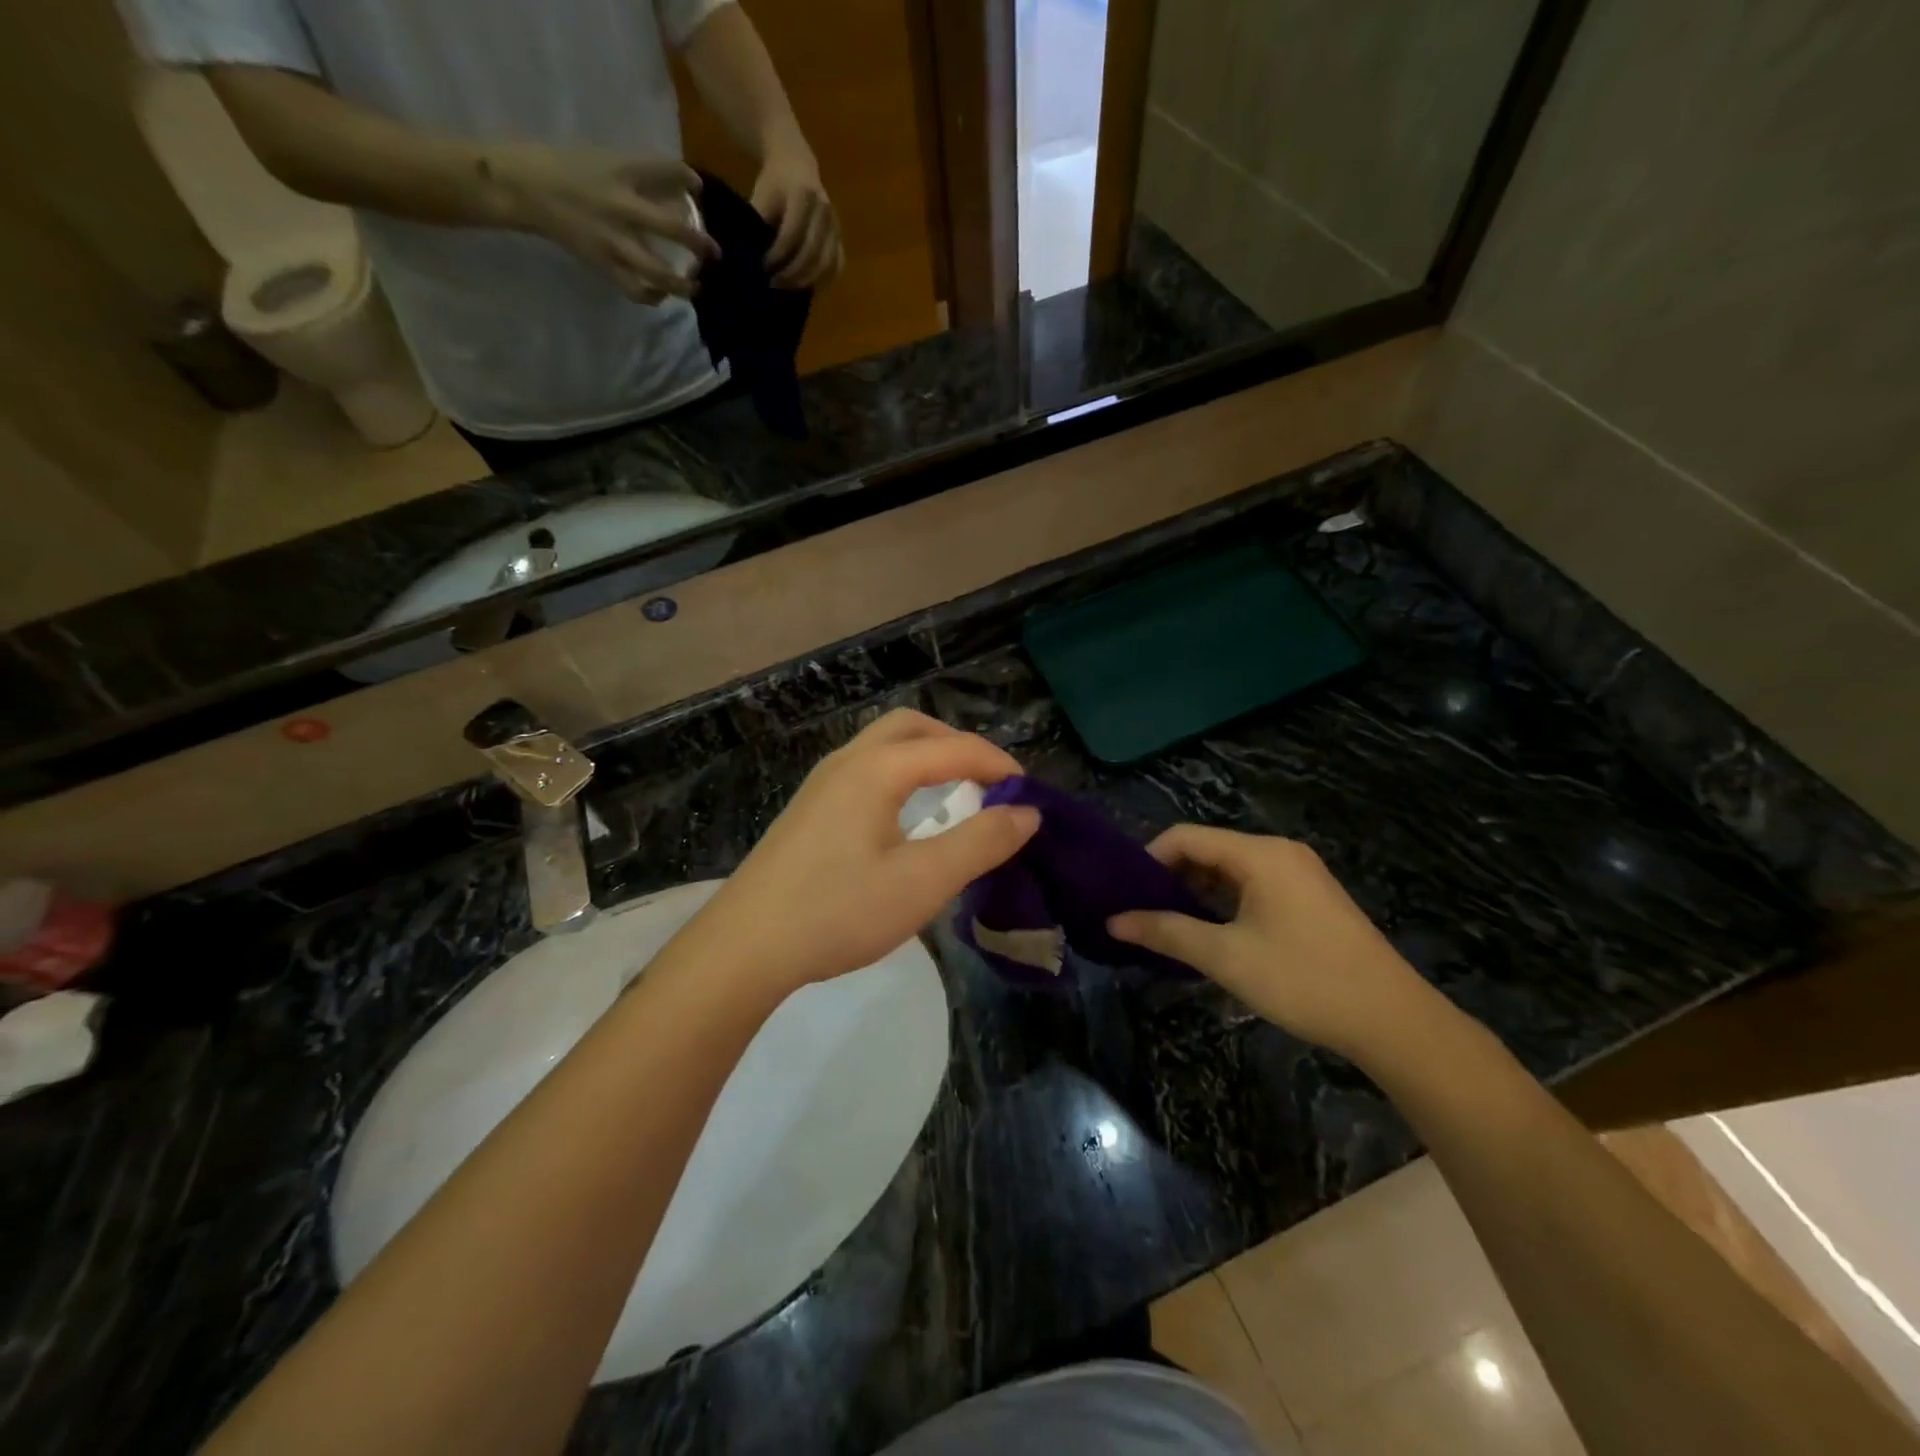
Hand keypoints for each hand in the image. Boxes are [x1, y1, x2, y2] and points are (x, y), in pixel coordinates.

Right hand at [486, 144, 717, 304]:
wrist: (524, 189)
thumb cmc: (567, 168)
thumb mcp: (606, 159)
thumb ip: (643, 174)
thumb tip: (685, 189)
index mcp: (621, 173)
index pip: (666, 171)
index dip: (689, 180)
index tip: (698, 189)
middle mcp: (622, 209)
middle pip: (673, 231)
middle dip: (700, 245)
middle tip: (714, 253)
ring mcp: (614, 242)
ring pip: (659, 272)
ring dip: (683, 284)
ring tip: (695, 286)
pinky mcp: (604, 265)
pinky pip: (636, 291)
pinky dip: (653, 297)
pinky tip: (662, 294)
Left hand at [684, 710, 1039, 1000]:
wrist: (745, 947)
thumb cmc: (838, 911)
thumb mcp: (922, 882)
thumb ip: (980, 843)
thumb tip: (1027, 813)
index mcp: (876, 769)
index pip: (953, 748)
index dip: (998, 765)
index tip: (1029, 796)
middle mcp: (847, 762)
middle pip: (912, 728)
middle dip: (958, 745)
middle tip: (988, 783)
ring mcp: (821, 784)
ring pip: (883, 747)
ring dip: (927, 758)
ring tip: (954, 797)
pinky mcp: (809, 810)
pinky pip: (866, 771)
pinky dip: (901, 776)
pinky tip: (906, 820)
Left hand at [750, 138, 842, 287]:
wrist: (796, 164)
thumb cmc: (774, 183)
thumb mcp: (761, 195)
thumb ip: (758, 223)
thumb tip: (750, 256)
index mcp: (803, 195)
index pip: (791, 234)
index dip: (777, 255)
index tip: (763, 267)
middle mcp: (824, 211)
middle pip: (812, 253)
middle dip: (792, 273)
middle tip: (774, 284)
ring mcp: (836, 226)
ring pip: (827, 263)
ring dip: (807, 280)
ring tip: (788, 288)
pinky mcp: (840, 238)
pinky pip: (837, 265)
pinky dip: (823, 280)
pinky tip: (807, 286)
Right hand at [1108, 827, 1447, 1064]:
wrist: (1393, 1020)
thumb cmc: (1302, 980)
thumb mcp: (1225, 957)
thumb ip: (1166, 932)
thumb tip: (1113, 921)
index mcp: (1259, 854)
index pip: (1185, 837)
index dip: (1149, 859)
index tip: (1124, 892)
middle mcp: (1279, 852)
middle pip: (1208, 849)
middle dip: (1170, 876)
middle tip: (1140, 911)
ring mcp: (1299, 873)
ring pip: (1230, 869)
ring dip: (1196, 891)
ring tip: (1168, 924)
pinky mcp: (1310, 897)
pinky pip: (1253, 884)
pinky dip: (1224, 900)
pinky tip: (1211, 930)